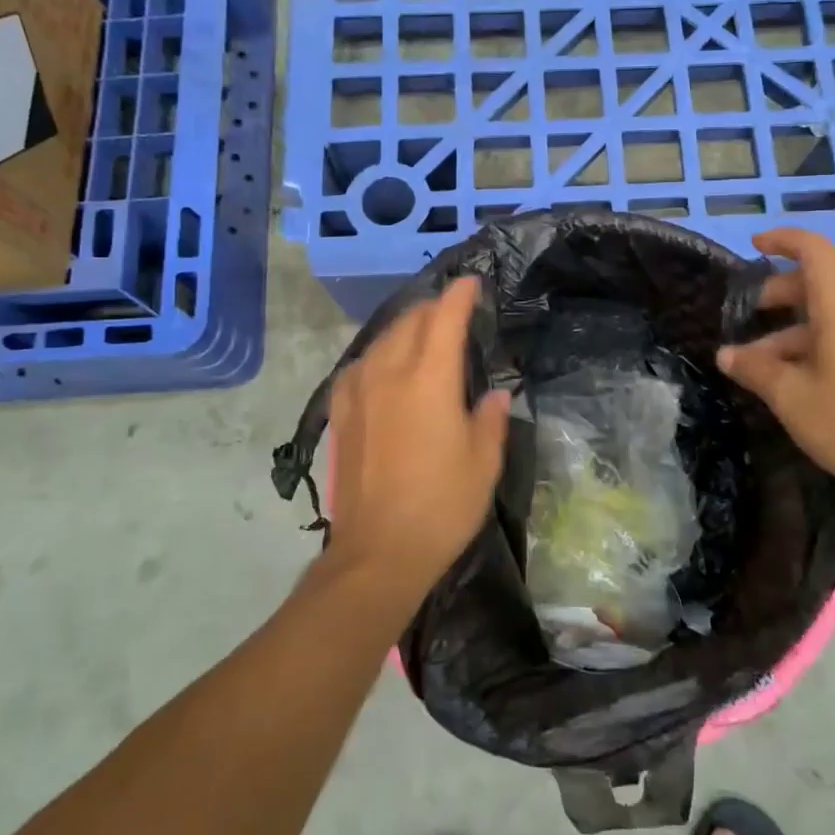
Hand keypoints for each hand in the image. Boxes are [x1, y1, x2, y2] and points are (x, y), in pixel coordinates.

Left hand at [328, 278, 510, 599]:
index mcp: (430, 378)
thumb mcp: (484, 462)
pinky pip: (360, 364)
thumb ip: (489, 418)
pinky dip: (379, 354)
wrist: (378, 551)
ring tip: (423, 333)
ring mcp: (358, 390)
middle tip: (453, 310)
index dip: (460, 294)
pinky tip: (385, 366)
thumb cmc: (442, 506)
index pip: (445, 317)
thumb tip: (494, 394)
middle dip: (434, 307)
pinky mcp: (340, 412)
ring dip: (406, 327)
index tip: (471, 283)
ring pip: (383, 338)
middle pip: (410, 320)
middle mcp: (389, 372)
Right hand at [717, 229, 834, 498]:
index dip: (782, 240)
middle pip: (820, 286)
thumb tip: (727, 355)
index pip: (814, 250)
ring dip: (796, 333)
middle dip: (779, 299)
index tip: (754, 245)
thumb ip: (755, 369)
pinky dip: (823, 345)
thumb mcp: (792, 397)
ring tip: (766, 369)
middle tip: (747, 323)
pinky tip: (804, 381)